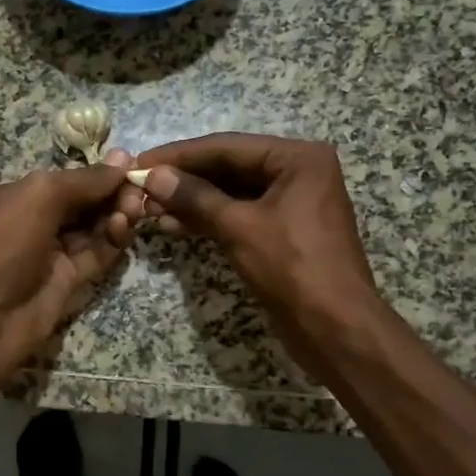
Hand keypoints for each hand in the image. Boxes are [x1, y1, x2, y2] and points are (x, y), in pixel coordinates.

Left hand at [0, 153, 135, 376]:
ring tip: (134, 210)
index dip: (97, 174)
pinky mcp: (67, 281)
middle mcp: (34, 222)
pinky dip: (111, 242)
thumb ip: (83, 180)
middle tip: (138, 191)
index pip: (66, 180)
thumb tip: (123, 158)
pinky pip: (95, 256)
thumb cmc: (5, 243)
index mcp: (18, 197)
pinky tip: (124, 229)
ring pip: (92, 229)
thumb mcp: (40, 197)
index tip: (130, 166)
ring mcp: (51, 254)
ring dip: (115, 215)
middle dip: (110, 194)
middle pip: (82, 203)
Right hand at [133, 135, 383, 374]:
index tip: (140, 161)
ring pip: (231, 192)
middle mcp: (298, 172)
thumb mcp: (239, 227)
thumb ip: (195, 197)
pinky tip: (174, 225)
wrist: (335, 328)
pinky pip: (239, 214)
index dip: (180, 155)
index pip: (227, 146)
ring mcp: (291, 203)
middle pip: (229, 166)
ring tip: (149, 208)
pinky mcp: (282, 231)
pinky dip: (209, 219)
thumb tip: (154, 176)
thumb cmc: (292, 268)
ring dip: (192, 200)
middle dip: (184, 179)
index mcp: (298, 158)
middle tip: (140, 186)